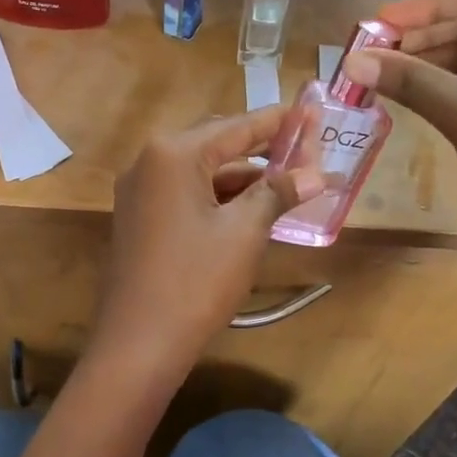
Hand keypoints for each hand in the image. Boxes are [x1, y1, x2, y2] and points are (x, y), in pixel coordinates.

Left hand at [91, 108, 322, 376]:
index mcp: (173, 154)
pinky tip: (251, 210)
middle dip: (262, 151)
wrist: (138, 343)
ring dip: (242, 179)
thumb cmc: (195, 281)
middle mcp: (149, 162)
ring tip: (288, 186)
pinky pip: (185, 194)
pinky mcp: (139, 218)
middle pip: (216, 144)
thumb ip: (278, 193)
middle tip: (306, 153)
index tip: (312, 112)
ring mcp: (139, 192)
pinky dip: (218, 199)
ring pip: (201, 172)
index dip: (278, 122)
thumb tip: (317, 174)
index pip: (236, 126)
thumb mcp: (244, 233)